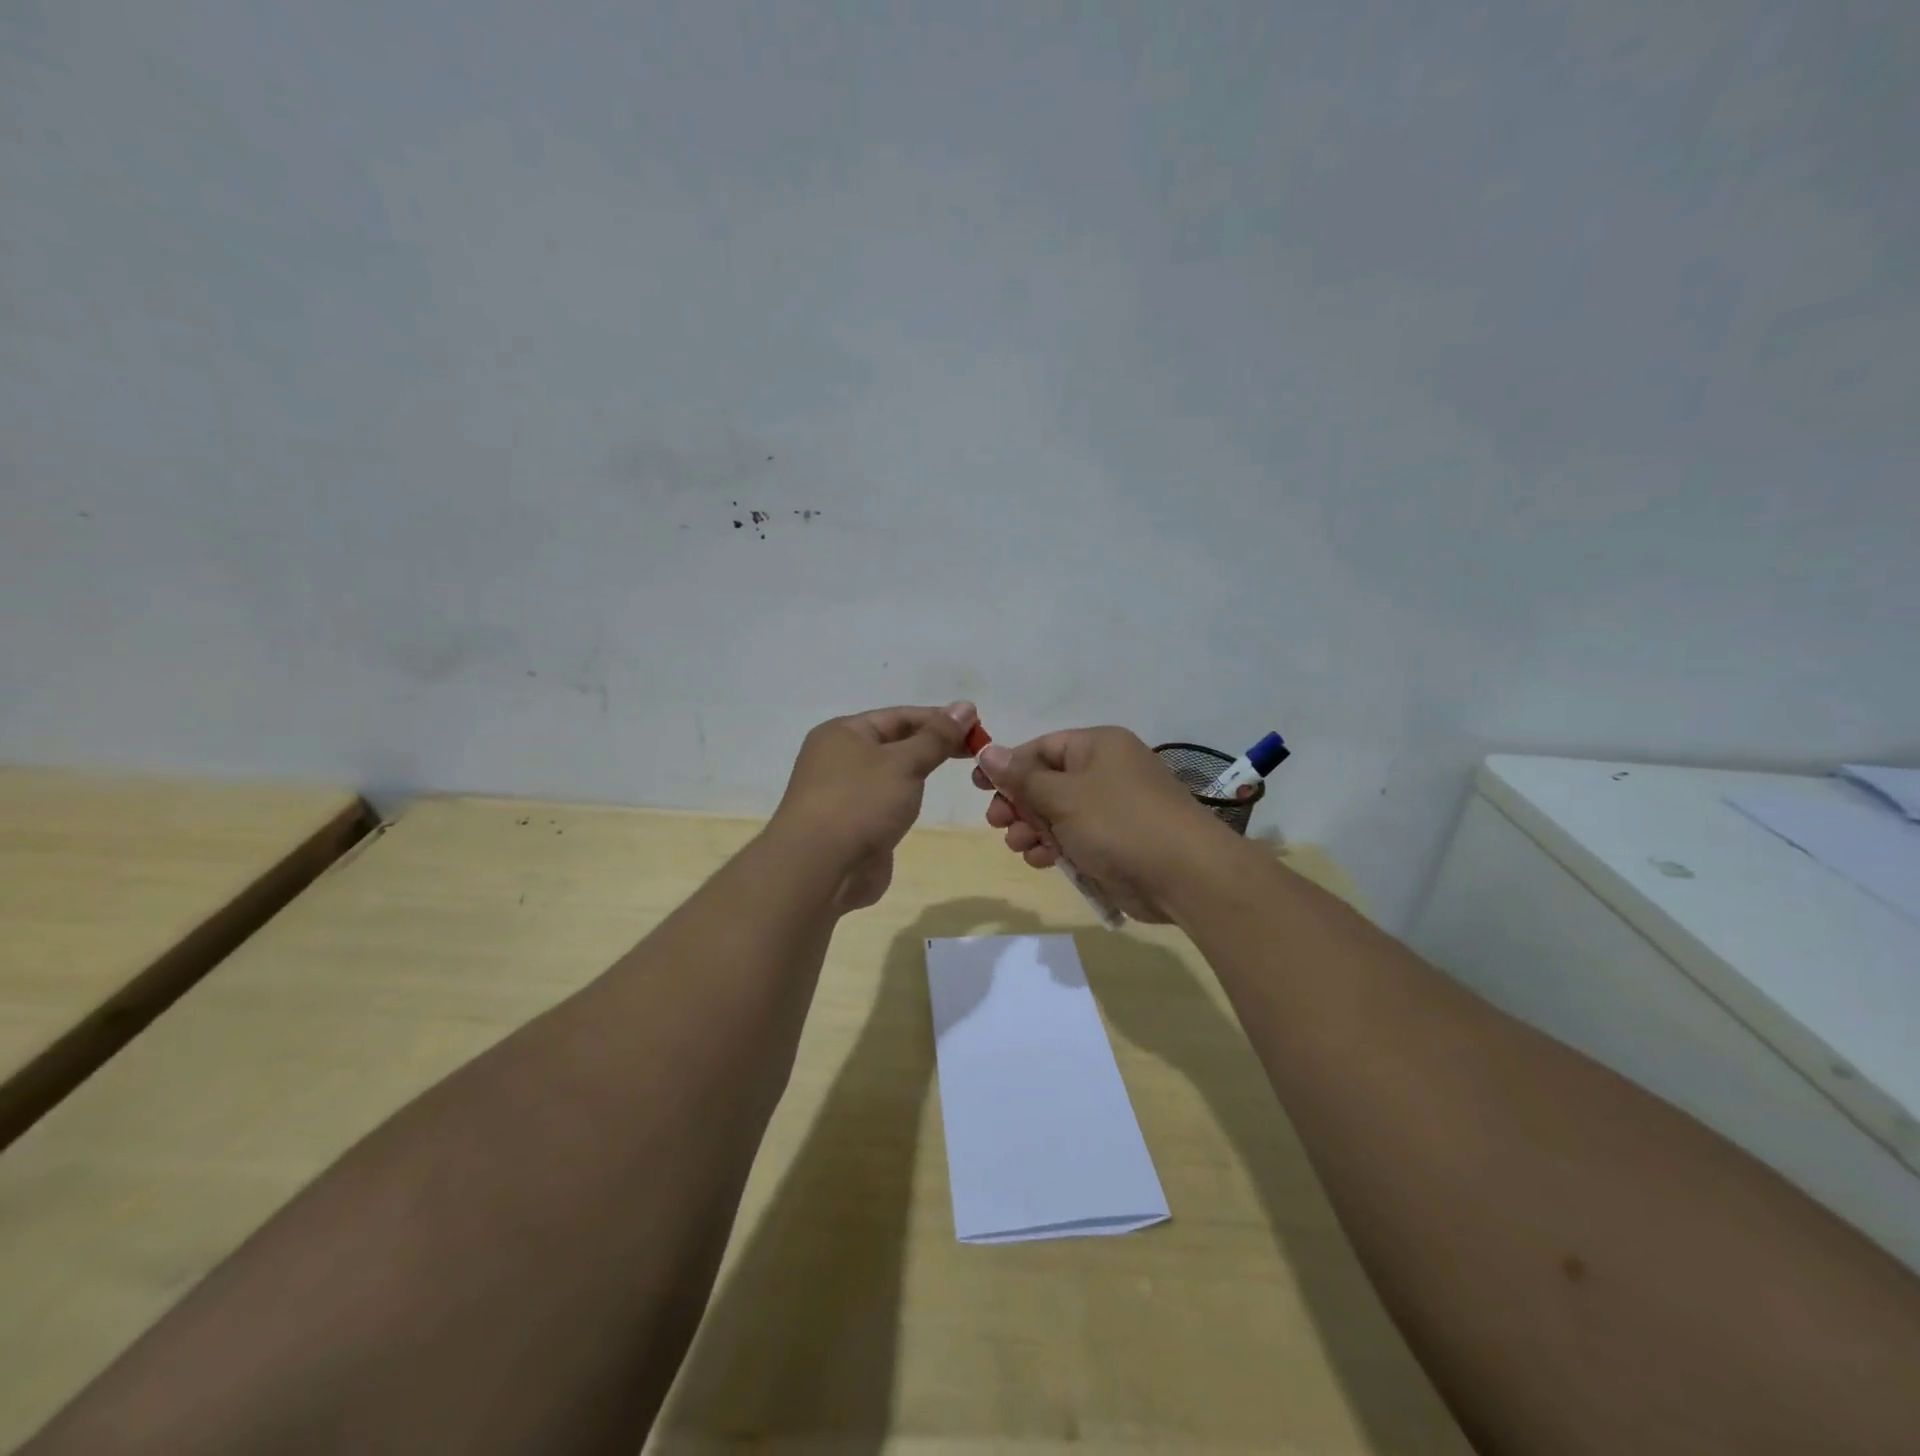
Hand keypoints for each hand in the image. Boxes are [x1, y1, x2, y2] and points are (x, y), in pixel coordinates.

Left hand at [771, 702, 977, 911]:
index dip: (939, 718)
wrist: (819, 869)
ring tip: (958, 772)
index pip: (899, 716)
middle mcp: (838, 759)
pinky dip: (906, 799)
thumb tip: (965, 707)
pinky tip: (925, 803)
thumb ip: (936, 737)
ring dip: (919, 771)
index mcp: (842, 733)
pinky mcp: (851, 825)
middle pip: (894, 742)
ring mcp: (842, 794)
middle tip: (976, 748)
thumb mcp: (904, 762)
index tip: (977, 724)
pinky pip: (884, 802)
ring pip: (889, 774)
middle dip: (932, 744)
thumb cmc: (860, 803)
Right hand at [972, 726, 1240, 922]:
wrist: (1184, 876)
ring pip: (1058, 813)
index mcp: (1098, 747)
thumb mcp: (1063, 796)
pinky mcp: (1116, 842)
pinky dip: (1055, 847)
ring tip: (1020, 846)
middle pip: (1047, 781)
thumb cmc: (1119, 823)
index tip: (979, 785)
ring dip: (1033, 829)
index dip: (1009, 765)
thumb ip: (1022, 777)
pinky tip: (1041, 861)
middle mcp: (1106, 772)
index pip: (1043, 747)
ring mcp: (1113, 809)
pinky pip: (1075, 838)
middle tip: (997, 822)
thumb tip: (988, 751)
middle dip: (1019, 803)